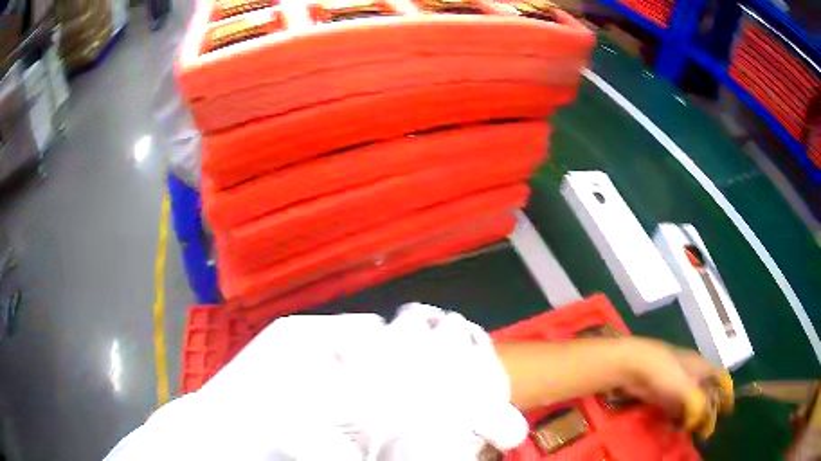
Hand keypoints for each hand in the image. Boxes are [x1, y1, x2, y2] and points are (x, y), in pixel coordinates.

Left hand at [617, 337, 733, 438]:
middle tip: (706, 432)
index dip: (727, 393)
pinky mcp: (664, 393)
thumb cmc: (665, 372)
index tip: (728, 410)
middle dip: (710, 411)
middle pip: (708, 393)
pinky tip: (679, 427)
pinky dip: (681, 417)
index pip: (722, 379)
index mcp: (704, 367)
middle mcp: (694, 374)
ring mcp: (679, 384)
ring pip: (693, 402)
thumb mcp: (687, 388)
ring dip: (695, 417)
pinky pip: (677, 407)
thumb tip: (699, 422)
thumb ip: (697, 405)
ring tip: (695, 433)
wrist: (634, 365)